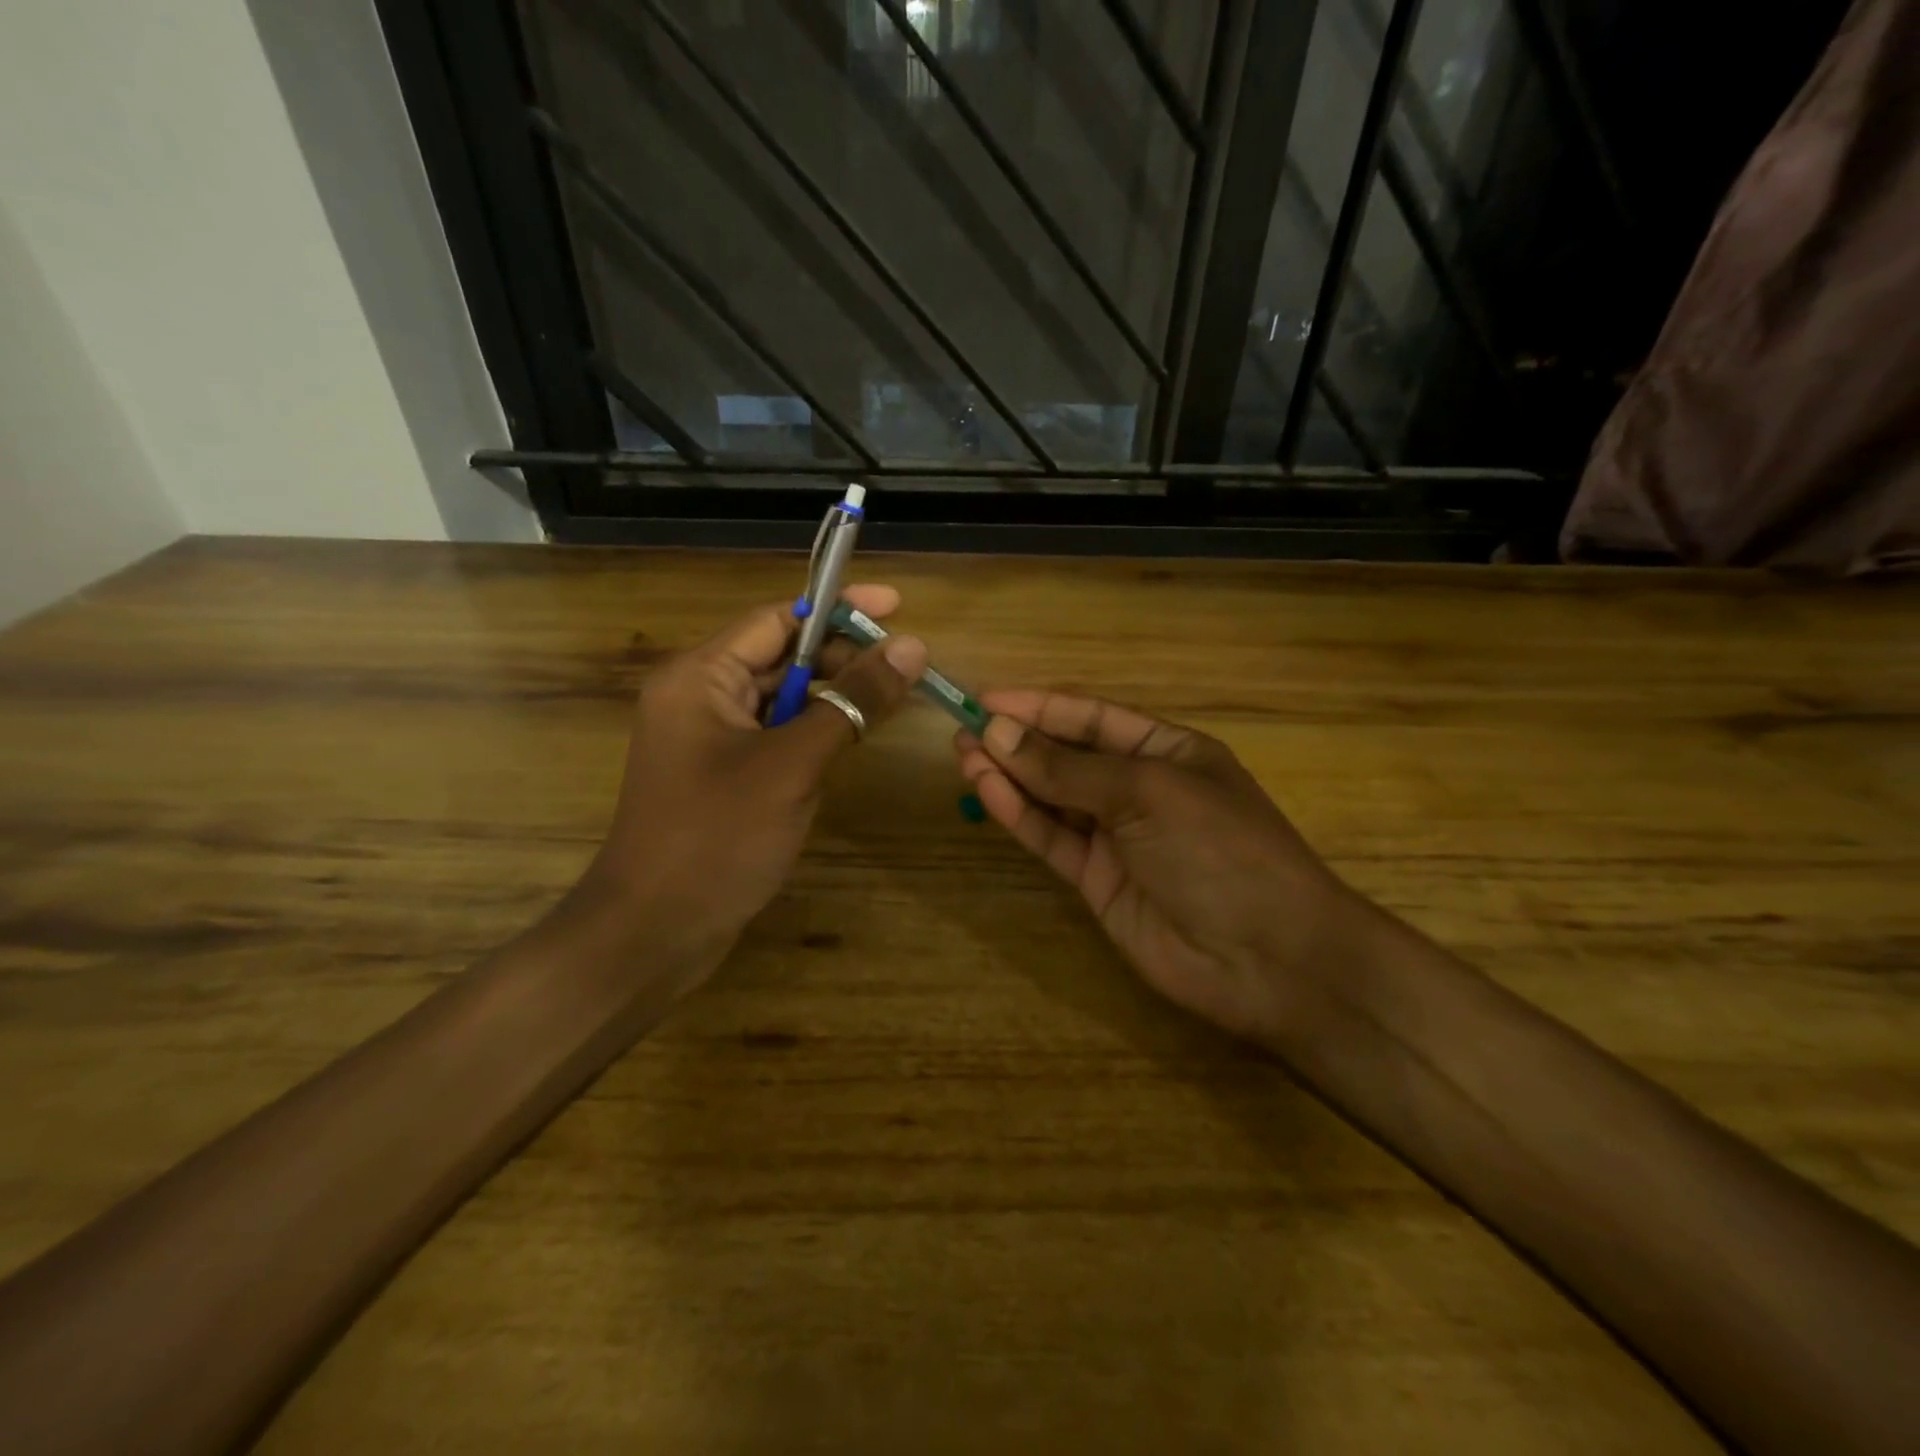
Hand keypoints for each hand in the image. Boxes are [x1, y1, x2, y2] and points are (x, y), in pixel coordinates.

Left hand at [582, 586, 927, 967]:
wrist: (654, 933)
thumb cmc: (717, 838)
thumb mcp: (792, 764)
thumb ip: (852, 702)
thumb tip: (911, 646)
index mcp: (700, 677)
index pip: (778, 620)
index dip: (840, 610)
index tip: (898, 607)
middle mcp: (700, 697)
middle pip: (783, 658)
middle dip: (843, 660)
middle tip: (905, 670)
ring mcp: (710, 740)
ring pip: (784, 701)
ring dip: (833, 701)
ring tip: (887, 706)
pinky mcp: (723, 776)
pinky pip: (776, 738)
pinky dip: (814, 737)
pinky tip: (846, 751)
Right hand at [954, 692, 1370, 1047]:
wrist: (1267, 959)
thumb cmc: (1220, 850)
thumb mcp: (1147, 794)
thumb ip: (1068, 769)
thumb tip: (997, 733)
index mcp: (1168, 750)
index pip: (1092, 717)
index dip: (1039, 707)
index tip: (985, 701)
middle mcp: (1139, 787)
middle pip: (1067, 755)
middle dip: (1017, 741)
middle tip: (962, 730)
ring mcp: (1117, 836)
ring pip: (1052, 797)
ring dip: (1010, 776)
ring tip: (962, 755)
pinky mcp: (1097, 880)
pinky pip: (1052, 838)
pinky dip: (1020, 815)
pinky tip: (987, 791)